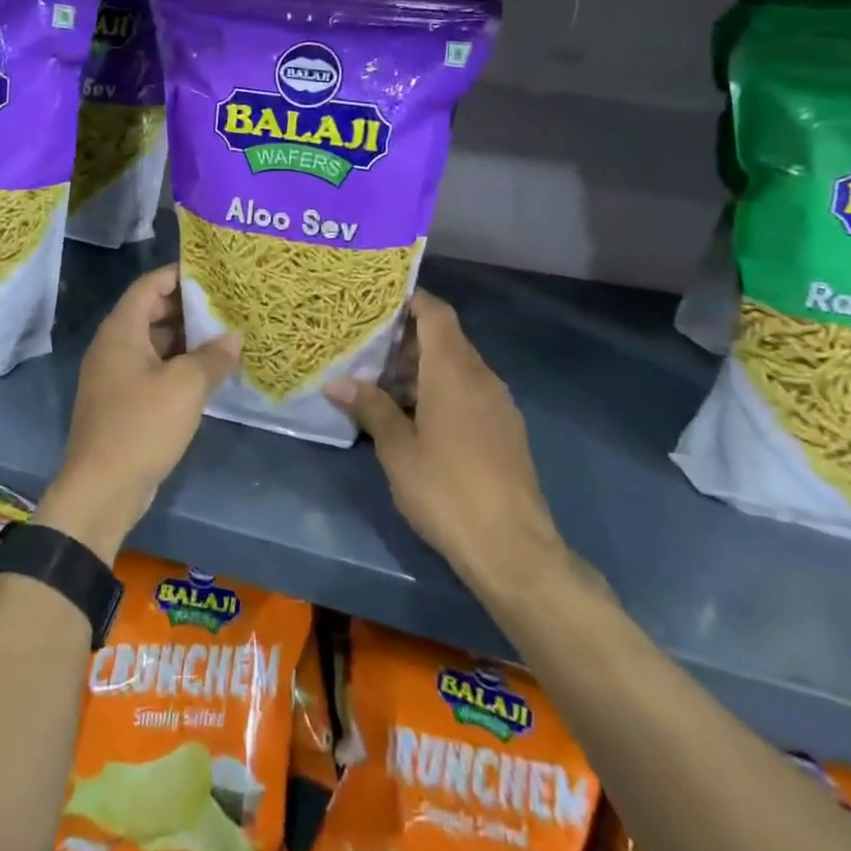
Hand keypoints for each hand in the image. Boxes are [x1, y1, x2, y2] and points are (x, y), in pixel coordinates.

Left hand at [39, 264, 240, 561]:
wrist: (101, 490)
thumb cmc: (142, 425)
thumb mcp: (186, 387)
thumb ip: (212, 357)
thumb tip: (232, 338)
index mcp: (121, 331)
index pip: (149, 286)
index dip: (178, 275)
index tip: (212, 274)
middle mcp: (113, 346)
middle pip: (150, 312)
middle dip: (187, 308)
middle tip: (225, 306)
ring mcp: (114, 376)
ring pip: (152, 344)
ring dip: (185, 340)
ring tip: (223, 338)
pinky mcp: (121, 403)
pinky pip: (151, 370)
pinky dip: (176, 366)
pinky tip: (206, 375)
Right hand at [325, 290, 568, 598]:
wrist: (513, 550)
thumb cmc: (447, 489)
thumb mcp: (397, 449)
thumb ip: (370, 408)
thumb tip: (336, 381)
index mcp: (453, 370)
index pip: (436, 313)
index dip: (411, 300)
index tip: (378, 302)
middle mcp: (481, 377)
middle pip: (445, 339)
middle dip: (406, 341)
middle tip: (366, 351)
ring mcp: (499, 405)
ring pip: (457, 368)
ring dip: (422, 370)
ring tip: (383, 388)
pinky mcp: (506, 431)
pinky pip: (469, 393)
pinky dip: (441, 392)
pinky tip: (416, 420)